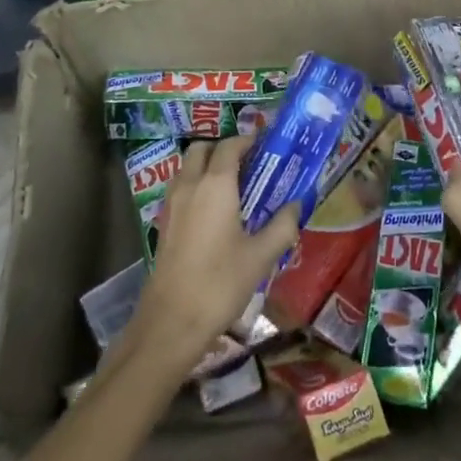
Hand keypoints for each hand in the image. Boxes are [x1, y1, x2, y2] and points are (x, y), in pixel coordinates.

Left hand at [133, 137, 299, 370]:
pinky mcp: (164, 222)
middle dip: (224, 149)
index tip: (266, 145)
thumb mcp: (261, 256)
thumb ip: (282, 225)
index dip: (247, 140)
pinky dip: (196, 185)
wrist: (171, 320)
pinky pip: (181, 188)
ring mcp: (172, 203)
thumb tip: (296, 205)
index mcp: (216, 184)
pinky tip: (214, 212)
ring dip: (207, 165)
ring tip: (233, 187)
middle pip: (202, 149)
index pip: (230, 146)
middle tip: (248, 164)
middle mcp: (190, 185)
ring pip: (187, 167)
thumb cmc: (220, 283)